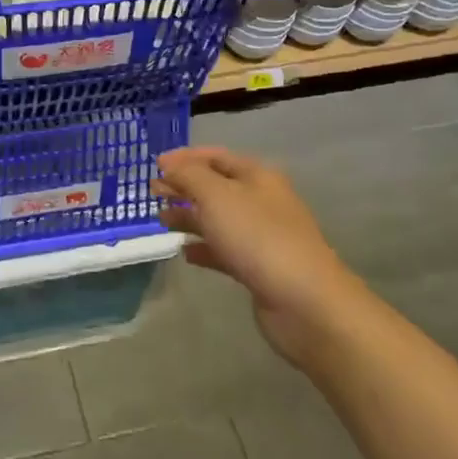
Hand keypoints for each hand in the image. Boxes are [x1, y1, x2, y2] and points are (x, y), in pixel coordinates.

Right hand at [154, 146, 355, 368]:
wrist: (305, 302)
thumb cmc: (258, 237)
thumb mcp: (216, 195)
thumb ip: (188, 175)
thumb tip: (170, 165)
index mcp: (257, 176)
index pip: (215, 156)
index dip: (184, 157)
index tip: (155, 165)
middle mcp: (261, 201)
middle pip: (216, 187)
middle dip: (184, 186)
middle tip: (153, 192)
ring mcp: (262, 236)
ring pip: (218, 219)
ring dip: (190, 216)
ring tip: (161, 221)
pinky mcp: (259, 268)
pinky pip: (225, 251)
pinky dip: (204, 248)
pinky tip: (185, 253)